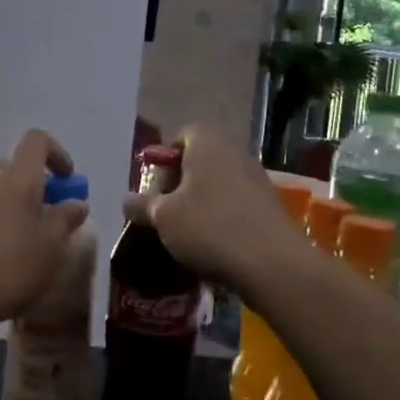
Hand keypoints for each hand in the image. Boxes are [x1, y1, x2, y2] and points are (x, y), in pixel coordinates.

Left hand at [0, 130, 90, 330]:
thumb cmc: (10, 267)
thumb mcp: (51, 248)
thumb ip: (66, 220)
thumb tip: (77, 203)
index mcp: (17, 178)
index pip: (36, 141)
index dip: (55, 153)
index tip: (66, 180)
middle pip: (13, 168)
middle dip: (31, 186)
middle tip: (44, 217)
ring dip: (8, 206)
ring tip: (17, 243)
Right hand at [122, 125, 308, 289]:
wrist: (273, 265)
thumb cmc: (209, 228)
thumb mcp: (163, 218)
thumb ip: (142, 206)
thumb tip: (127, 201)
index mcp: (208, 144)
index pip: (183, 134)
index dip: (166, 158)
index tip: (156, 186)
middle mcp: (235, 153)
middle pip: (202, 160)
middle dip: (182, 183)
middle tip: (166, 211)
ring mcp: (258, 180)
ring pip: (220, 184)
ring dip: (203, 203)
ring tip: (187, 234)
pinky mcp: (271, 208)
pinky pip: (238, 206)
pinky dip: (224, 219)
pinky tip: (214, 246)